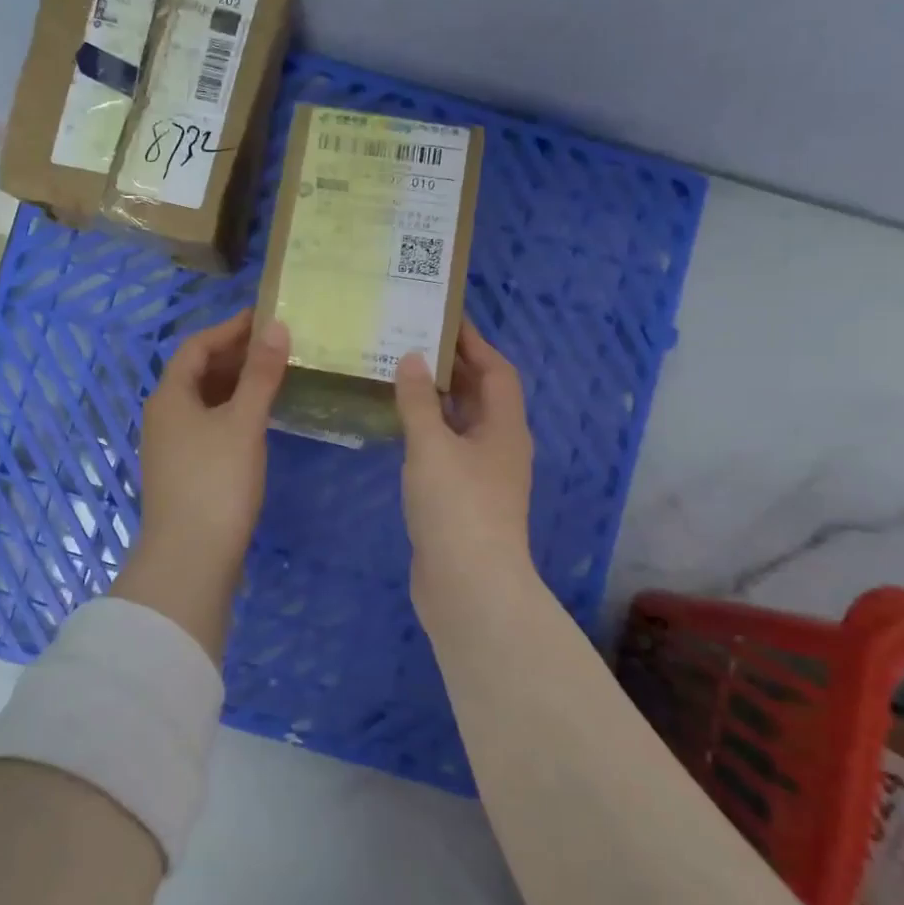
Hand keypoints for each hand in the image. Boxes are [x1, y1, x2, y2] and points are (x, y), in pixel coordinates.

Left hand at [116, 308, 289, 657]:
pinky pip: (208, 425)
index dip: (229, 329)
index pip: (196, 346)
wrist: (190, 558)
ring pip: (203, 401)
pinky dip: (232, 412)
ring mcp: (171, 446)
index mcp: (170, 396)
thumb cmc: (216, 482)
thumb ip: (261, 374)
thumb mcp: (243, 422)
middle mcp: (164, 415)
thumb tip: (276, 327)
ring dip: (234, 385)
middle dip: (234, 355)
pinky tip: (257, 420)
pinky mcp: (183, 471)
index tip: (264, 318)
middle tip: (276, 346)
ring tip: (273, 376)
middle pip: (197, 372)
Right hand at [394, 321, 535, 614]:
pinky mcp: (462, 500)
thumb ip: (419, 401)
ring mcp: (482, 476)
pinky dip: (428, 432)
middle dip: (454, 368)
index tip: (445, 318)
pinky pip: (447, 450)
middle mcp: (499, 447)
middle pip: (481, 396)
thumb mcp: (432, 446)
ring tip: (401, 375)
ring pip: (462, 425)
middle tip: (414, 340)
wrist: (469, 586)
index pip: (496, 371)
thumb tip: (413, 358)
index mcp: (504, 428)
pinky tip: (399, 428)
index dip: (474, 343)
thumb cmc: (456, 506)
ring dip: (438, 400)